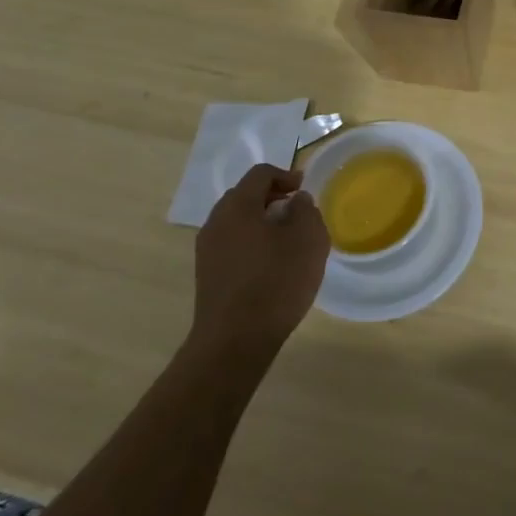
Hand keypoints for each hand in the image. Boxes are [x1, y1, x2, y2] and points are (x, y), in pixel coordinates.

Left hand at [189, 164, 329, 356]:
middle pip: (244, 196)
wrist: (235, 341)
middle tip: (297, 211)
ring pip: (237, 222)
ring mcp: (207, 250)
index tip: (305, 189)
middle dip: (272, 197)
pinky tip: (271, 264)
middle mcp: (216, 222)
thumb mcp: (308, 239)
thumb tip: (296, 201)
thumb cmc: (276, 281)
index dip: (286, 175)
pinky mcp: (208, 275)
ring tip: (287, 240)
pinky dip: (252, 243)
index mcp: (237, 206)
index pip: (260, 174)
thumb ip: (306, 210)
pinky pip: (232, 244)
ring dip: (261, 222)